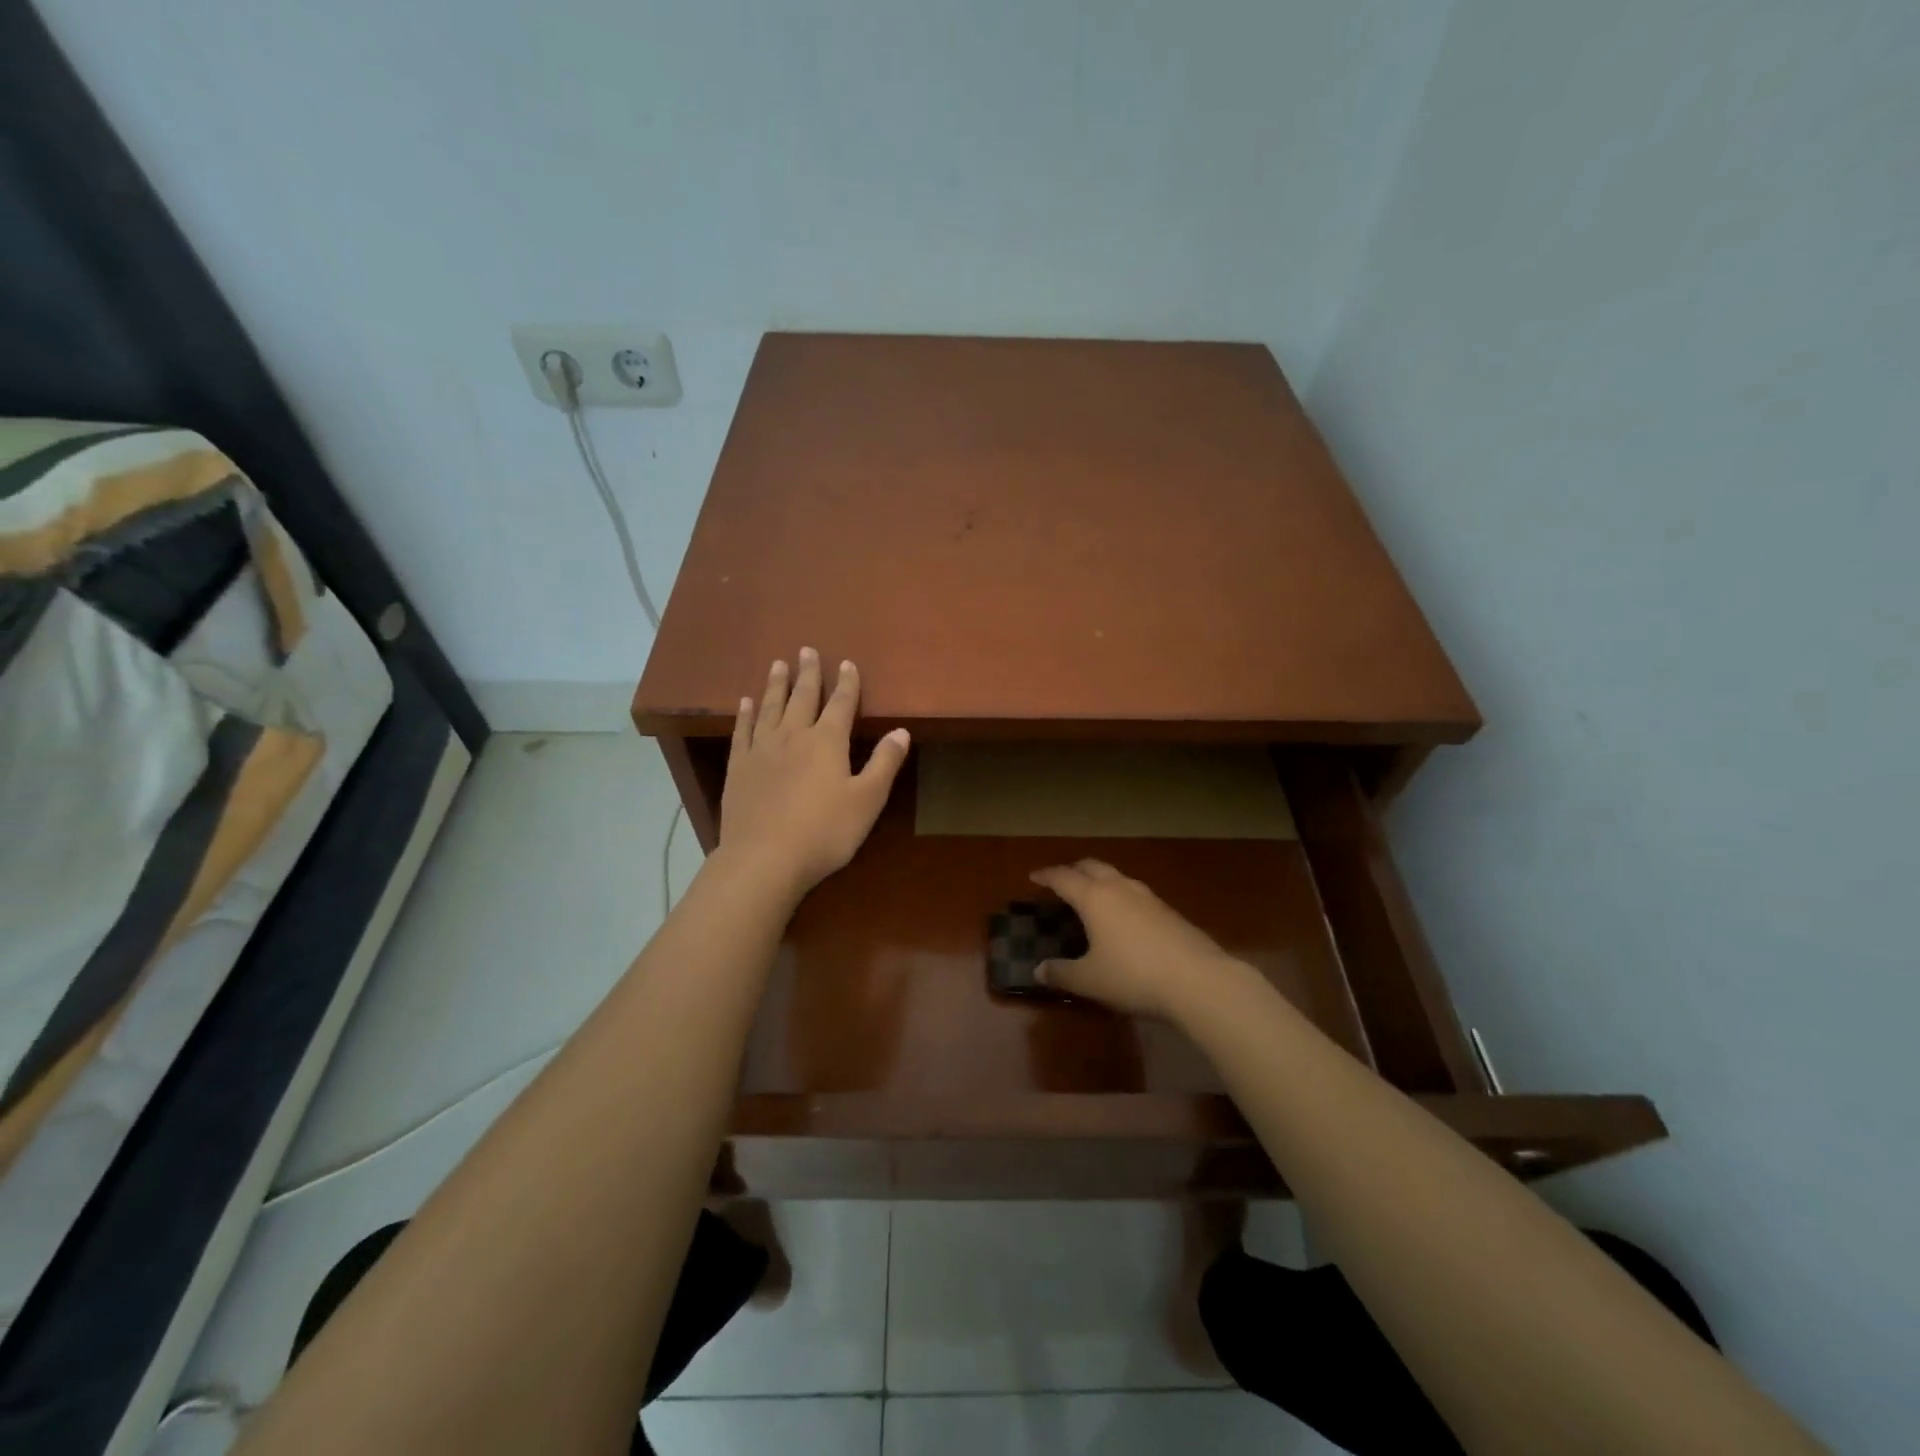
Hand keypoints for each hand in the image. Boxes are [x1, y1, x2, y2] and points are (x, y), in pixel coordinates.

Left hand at [717, 650, 909, 898]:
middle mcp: (793, 735)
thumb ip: (884, 763)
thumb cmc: (824, 831)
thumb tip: (901, 731)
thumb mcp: (867, 800)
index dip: (846, 683)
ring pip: (770, 706)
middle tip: (806, 650)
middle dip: (808, 673)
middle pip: (802, 697)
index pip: (841, 704)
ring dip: (775, 684)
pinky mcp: (738, 767)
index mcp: (827, 741)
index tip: (846, 663)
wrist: (764, 858)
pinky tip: (745, 702)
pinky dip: (745, 713)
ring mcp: (762, 749)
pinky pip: (742, 730)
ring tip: (777, 664)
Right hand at [1027, 860, 1241, 1020]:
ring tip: (1092, 896)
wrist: (1198, 980)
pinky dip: (1120, 896)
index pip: (1063, 878)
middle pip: (1092, 866)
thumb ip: (1062, 973)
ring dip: (1100, 880)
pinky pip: (1135, 893)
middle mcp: (1119, 888)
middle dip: (1073, 870)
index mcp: (1094, 897)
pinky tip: (1123, 918)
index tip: (1033, 876)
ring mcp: (1147, 896)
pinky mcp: (1168, 910)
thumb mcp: (1090, 980)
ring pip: (1117, 876)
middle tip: (1062, 881)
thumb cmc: (1133, 976)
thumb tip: (1038, 970)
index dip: (1046, 876)